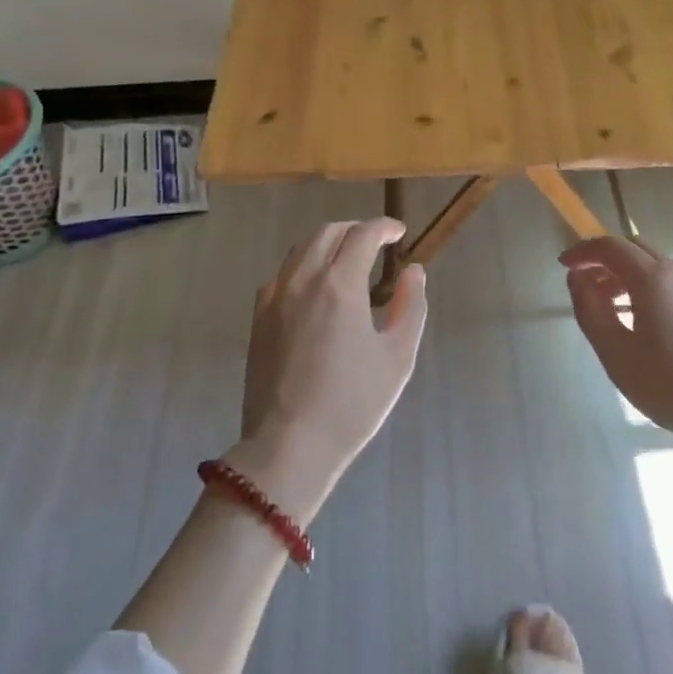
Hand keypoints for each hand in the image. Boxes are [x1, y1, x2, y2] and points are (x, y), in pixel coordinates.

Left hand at [228, 219, 427, 522]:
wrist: (288, 446)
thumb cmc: (351, 404)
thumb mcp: (397, 358)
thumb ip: (410, 306)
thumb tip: (413, 272)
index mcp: (340, 284)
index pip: (363, 234)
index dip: (384, 227)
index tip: (399, 233)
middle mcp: (303, 279)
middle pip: (329, 232)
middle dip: (356, 229)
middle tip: (376, 243)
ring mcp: (275, 296)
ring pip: (302, 248)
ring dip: (329, 243)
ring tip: (348, 260)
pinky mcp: (259, 316)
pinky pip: (283, 273)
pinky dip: (304, 265)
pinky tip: (315, 287)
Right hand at [561, 237, 672, 495]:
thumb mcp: (618, 356)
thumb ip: (591, 311)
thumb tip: (577, 278)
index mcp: (653, 278)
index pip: (610, 246)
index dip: (583, 251)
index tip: (564, 265)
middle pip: (634, 249)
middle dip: (604, 261)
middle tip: (585, 286)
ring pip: (655, 265)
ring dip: (626, 275)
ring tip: (610, 307)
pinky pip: (672, 282)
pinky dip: (648, 287)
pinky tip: (644, 322)